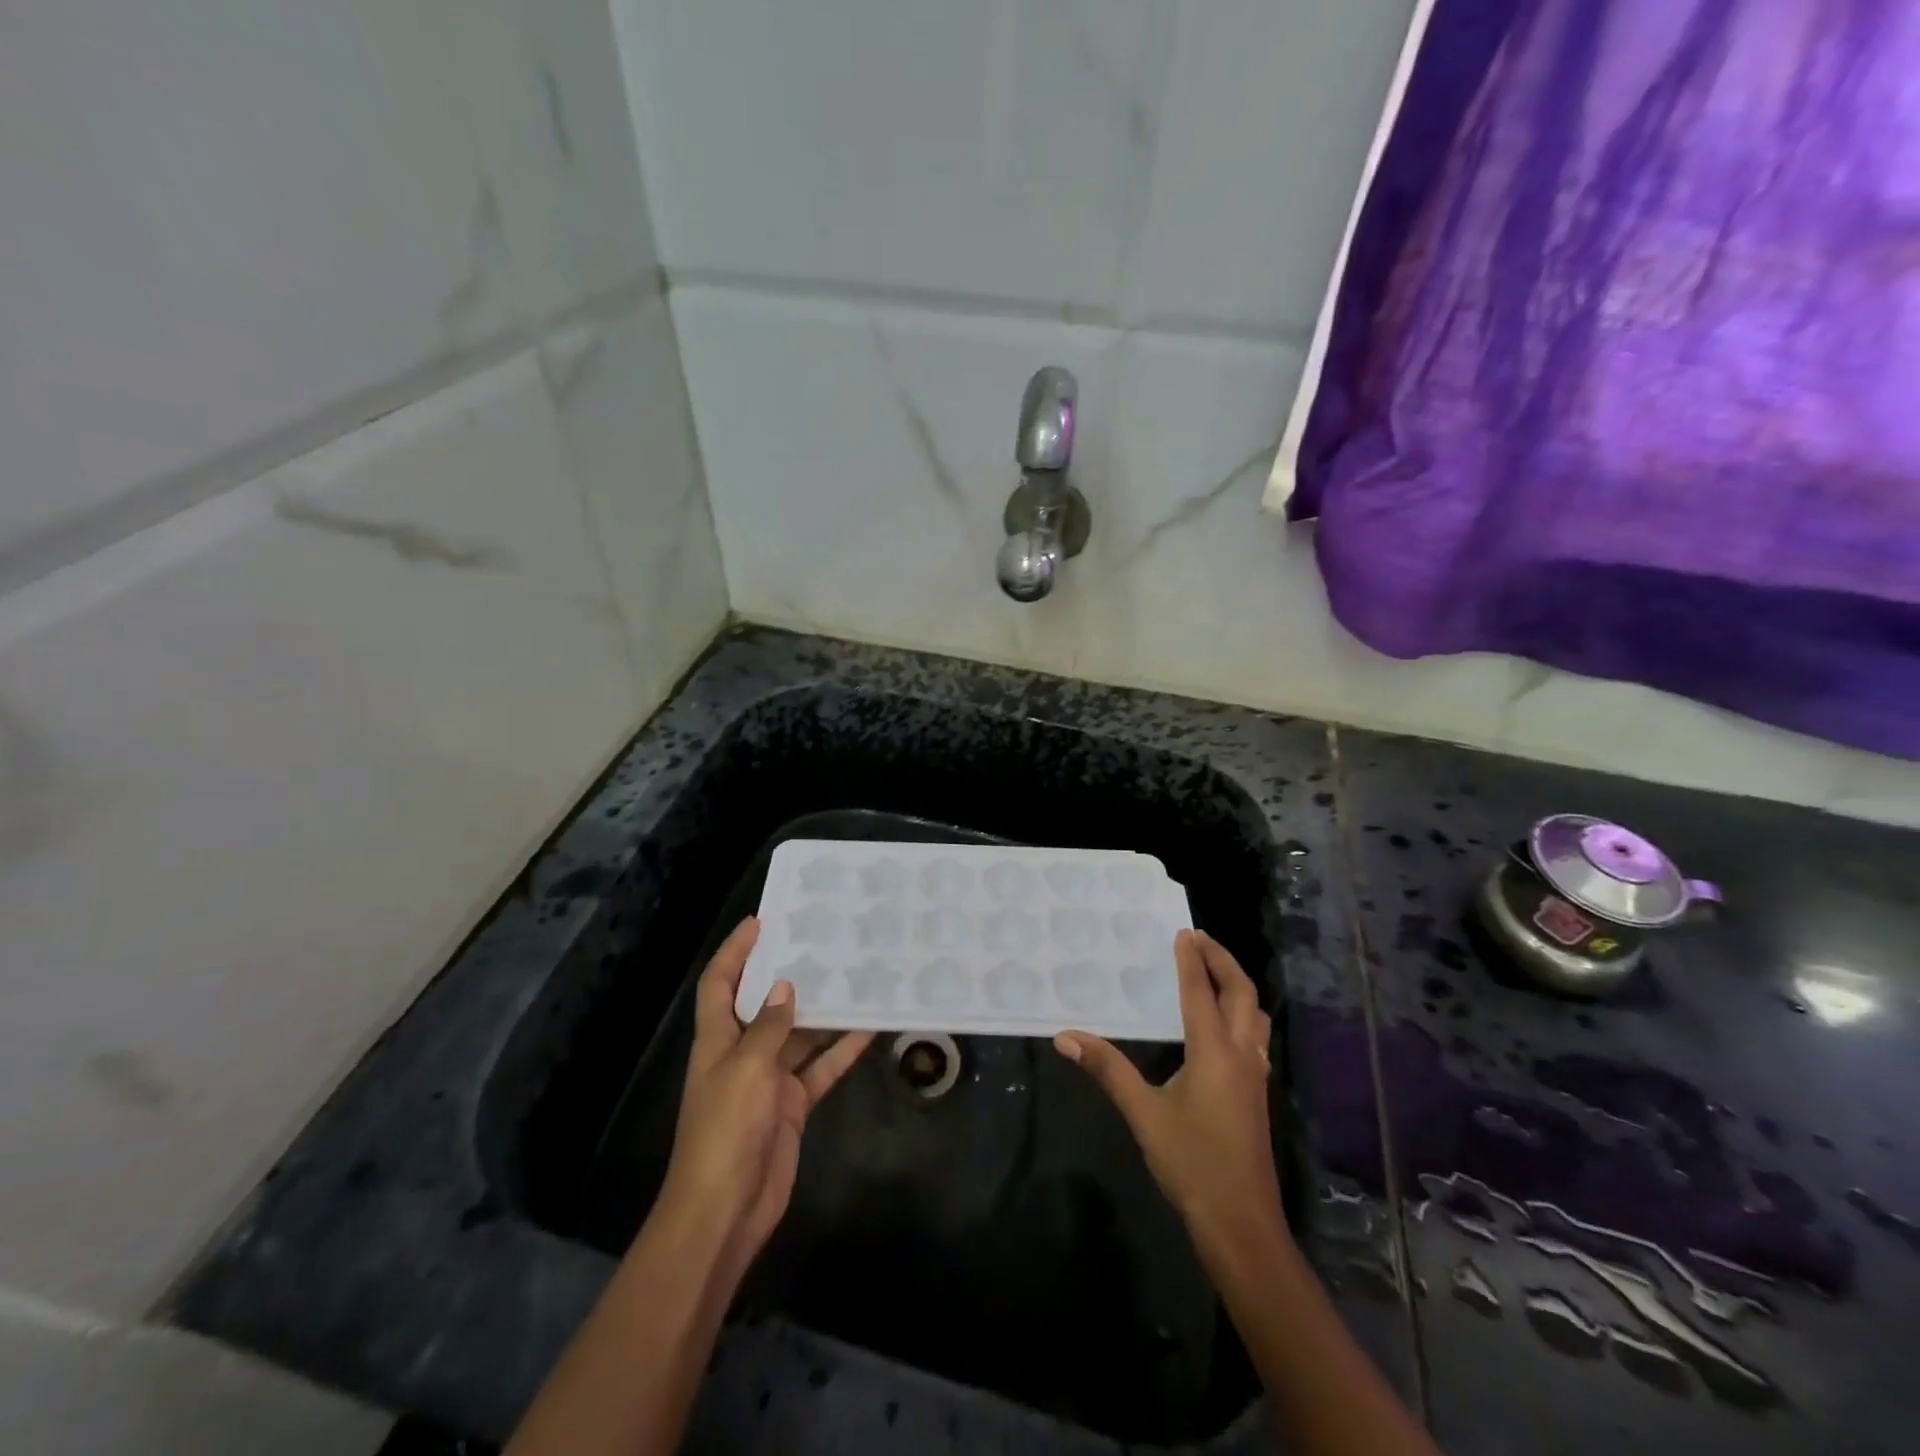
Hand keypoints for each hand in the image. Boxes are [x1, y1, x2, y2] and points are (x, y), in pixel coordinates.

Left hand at [657, 918, 873, 1285]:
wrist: (726, 1210)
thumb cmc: (725, 1130)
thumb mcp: (746, 1069)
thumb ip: (769, 1027)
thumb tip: (785, 987)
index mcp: (717, 1040)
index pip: (719, 984)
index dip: (734, 952)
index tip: (760, 922)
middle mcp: (742, 1053)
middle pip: (765, 1005)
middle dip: (788, 975)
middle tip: (822, 943)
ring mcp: (769, 1080)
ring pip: (799, 1034)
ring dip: (823, 1012)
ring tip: (854, 977)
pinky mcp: (792, 1105)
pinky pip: (820, 1068)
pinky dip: (841, 1051)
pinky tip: (869, 1030)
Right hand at [1055, 930, 1281, 1256]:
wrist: (1241, 1224)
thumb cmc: (1192, 1164)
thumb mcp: (1143, 1114)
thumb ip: (1108, 1070)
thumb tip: (1066, 1036)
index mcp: (1214, 1052)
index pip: (1201, 992)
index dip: (1191, 960)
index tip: (1182, 932)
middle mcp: (1240, 1055)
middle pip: (1242, 993)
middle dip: (1223, 961)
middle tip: (1200, 940)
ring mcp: (1254, 1076)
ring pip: (1256, 1015)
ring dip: (1237, 986)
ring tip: (1214, 973)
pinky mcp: (1256, 1095)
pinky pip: (1255, 1037)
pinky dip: (1242, 1014)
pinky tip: (1223, 1027)